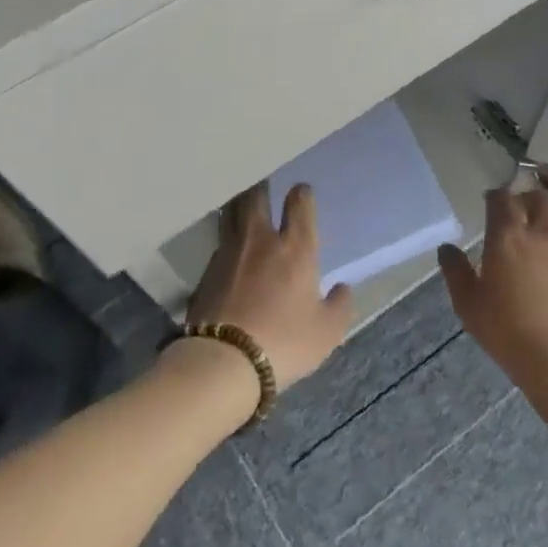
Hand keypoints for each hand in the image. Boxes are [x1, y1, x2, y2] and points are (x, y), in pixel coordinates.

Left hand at [187, 182, 353, 389]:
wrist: (222, 361)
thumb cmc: (284, 342)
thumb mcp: (326, 332)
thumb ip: (339, 306)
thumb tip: (342, 289)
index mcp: (295, 247)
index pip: (299, 203)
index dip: (302, 194)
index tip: (301, 192)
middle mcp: (261, 239)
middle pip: (256, 196)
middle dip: (262, 187)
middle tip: (264, 185)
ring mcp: (228, 252)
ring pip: (231, 214)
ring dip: (238, 207)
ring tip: (241, 207)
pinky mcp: (205, 271)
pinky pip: (218, 244)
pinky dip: (225, 241)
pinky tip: (227, 252)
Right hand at [439, 182, 547, 391]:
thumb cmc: (508, 330)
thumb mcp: (468, 304)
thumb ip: (456, 271)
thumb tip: (447, 248)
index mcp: (507, 236)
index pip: (501, 198)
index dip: (494, 197)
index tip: (489, 204)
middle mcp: (542, 233)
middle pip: (539, 198)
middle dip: (526, 200)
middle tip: (518, 214)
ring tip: (542, 233)